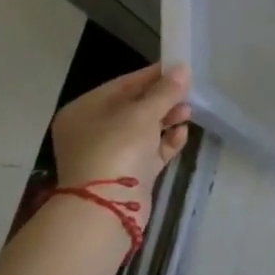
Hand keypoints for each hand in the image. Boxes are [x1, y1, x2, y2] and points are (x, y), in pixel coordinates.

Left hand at [50, 64, 191, 218]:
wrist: (107, 206)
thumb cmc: (117, 147)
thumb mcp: (143, 113)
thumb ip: (165, 91)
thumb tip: (183, 70)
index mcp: (85, 111)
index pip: (122, 84)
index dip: (152, 75)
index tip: (179, 68)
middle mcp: (93, 131)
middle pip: (134, 107)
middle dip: (163, 99)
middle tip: (189, 91)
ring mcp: (110, 153)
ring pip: (144, 129)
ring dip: (168, 119)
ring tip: (189, 112)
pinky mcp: (128, 173)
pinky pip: (151, 150)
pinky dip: (166, 141)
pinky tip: (183, 134)